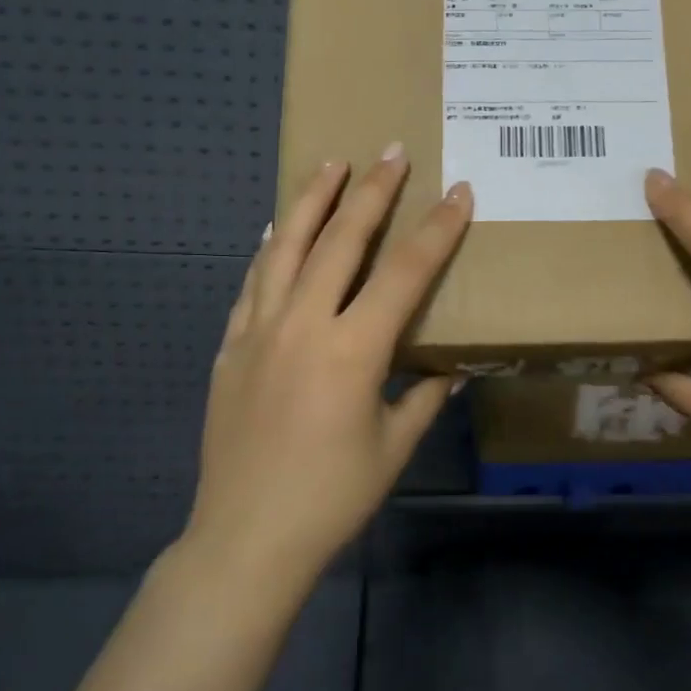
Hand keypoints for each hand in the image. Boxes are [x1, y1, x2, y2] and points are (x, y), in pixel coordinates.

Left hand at [186, 146, 472, 588]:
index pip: (406, 273)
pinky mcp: (231, 347)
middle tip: (391, 151)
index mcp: (353, 350)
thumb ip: (425, 397)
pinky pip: (252, 284)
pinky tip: (275, 227)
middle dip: (372, 191)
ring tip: (331, 164)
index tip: (459, 193)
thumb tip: (454, 369)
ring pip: (285, 247)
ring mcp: (259, 331)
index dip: (437, 230)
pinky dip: (268, 249)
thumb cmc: (332, 498)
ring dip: (311, 200)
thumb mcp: (393, 447)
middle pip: (341, 240)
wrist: (245, 539)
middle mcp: (303, 325)